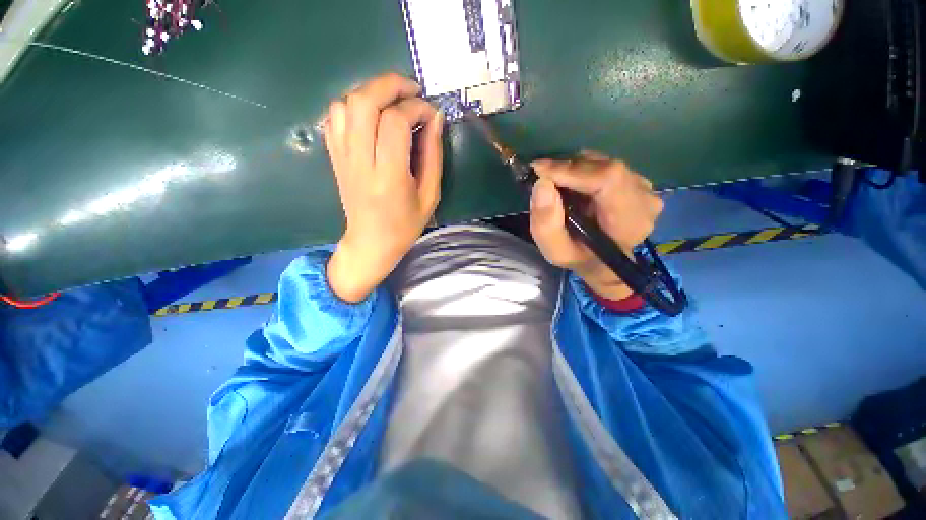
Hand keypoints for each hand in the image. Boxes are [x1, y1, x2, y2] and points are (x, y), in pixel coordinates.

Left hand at [324, 73, 443, 302]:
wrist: (371, 242)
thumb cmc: (405, 224)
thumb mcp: (430, 195)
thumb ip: (433, 155)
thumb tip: (435, 118)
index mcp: (388, 176)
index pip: (395, 122)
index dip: (416, 108)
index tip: (431, 113)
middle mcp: (360, 162)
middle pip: (364, 102)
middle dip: (390, 85)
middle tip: (412, 90)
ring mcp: (342, 157)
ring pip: (346, 104)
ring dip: (371, 93)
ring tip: (393, 102)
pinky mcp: (334, 156)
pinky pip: (335, 117)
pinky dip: (353, 105)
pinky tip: (372, 115)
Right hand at [529, 152, 662, 300]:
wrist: (602, 262)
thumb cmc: (579, 258)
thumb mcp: (555, 251)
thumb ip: (546, 223)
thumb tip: (542, 184)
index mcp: (629, 220)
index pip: (607, 179)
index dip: (571, 170)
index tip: (539, 170)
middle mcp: (644, 197)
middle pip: (603, 167)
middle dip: (567, 169)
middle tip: (543, 179)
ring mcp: (643, 187)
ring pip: (602, 163)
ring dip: (573, 170)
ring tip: (556, 186)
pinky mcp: (636, 180)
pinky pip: (604, 165)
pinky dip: (582, 171)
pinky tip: (572, 187)